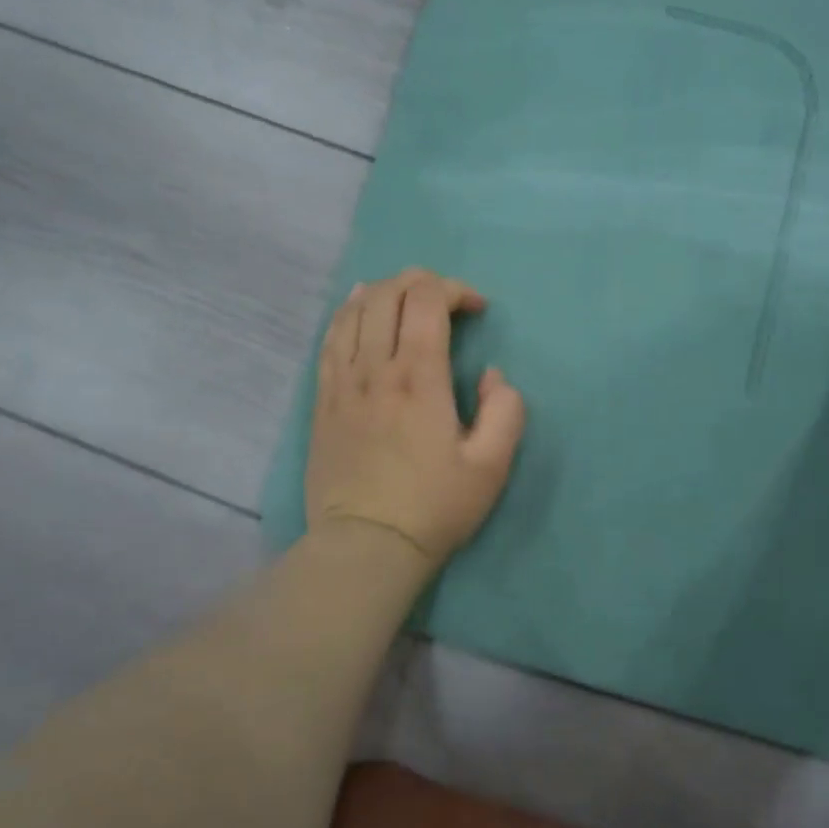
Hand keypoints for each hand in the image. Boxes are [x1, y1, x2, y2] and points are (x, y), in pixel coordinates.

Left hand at [305, 268, 526, 571]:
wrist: (366, 546)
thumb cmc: (434, 507)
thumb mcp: (492, 466)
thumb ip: (505, 411)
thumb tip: (490, 375)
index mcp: (419, 378)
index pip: (428, 301)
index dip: (455, 289)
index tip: (477, 310)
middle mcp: (376, 369)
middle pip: (389, 295)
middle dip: (421, 282)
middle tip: (445, 299)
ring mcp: (342, 382)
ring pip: (355, 310)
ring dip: (384, 291)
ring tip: (406, 297)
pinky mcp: (323, 400)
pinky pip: (330, 339)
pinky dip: (347, 312)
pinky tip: (358, 306)